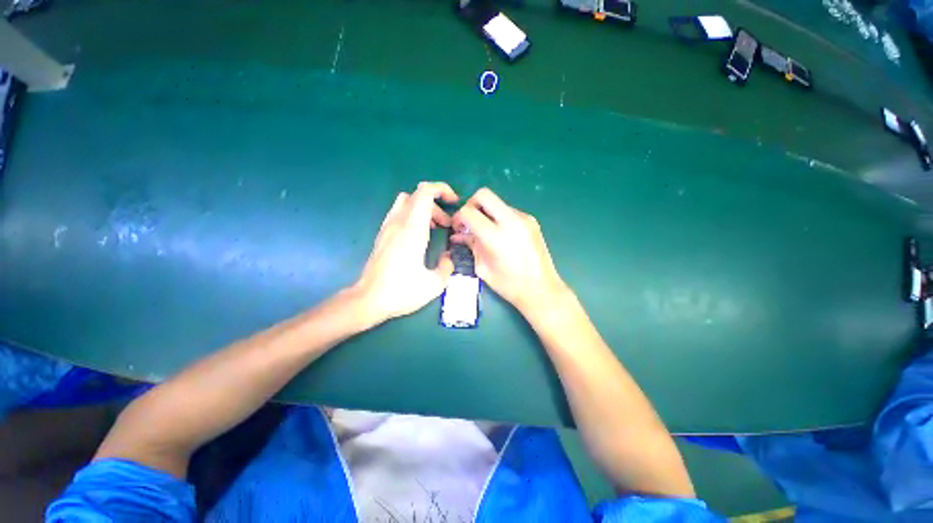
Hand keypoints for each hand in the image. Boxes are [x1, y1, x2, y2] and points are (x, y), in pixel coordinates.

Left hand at [353, 182, 457, 322]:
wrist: (368, 300)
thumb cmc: (401, 291)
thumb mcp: (434, 284)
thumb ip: (447, 267)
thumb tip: (447, 258)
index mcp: (412, 229)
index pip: (425, 192)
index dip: (442, 189)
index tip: (455, 202)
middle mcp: (398, 223)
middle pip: (418, 196)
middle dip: (437, 205)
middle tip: (447, 225)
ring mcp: (387, 227)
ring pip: (407, 202)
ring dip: (424, 209)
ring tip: (435, 228)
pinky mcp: (382, 235)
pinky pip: (399, 213)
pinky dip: (413, 216)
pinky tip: (420, 236)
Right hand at [451, 188, 568, 317]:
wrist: (541, 289)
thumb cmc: (509, 285)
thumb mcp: (483, 268)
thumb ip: (470, 246)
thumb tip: (459, 235)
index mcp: (496, 237)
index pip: (468, 212)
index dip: (458, 217)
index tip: (458, 227)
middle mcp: (511, 221)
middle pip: (483, 195)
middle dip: (471, 204)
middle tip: (469, 221)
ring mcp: (524, 218)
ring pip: (497, 202)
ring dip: (486, 212)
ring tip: (485, 231)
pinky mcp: (531, 220)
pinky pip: (509, 211)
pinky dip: (499, 217)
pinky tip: (500, 234)